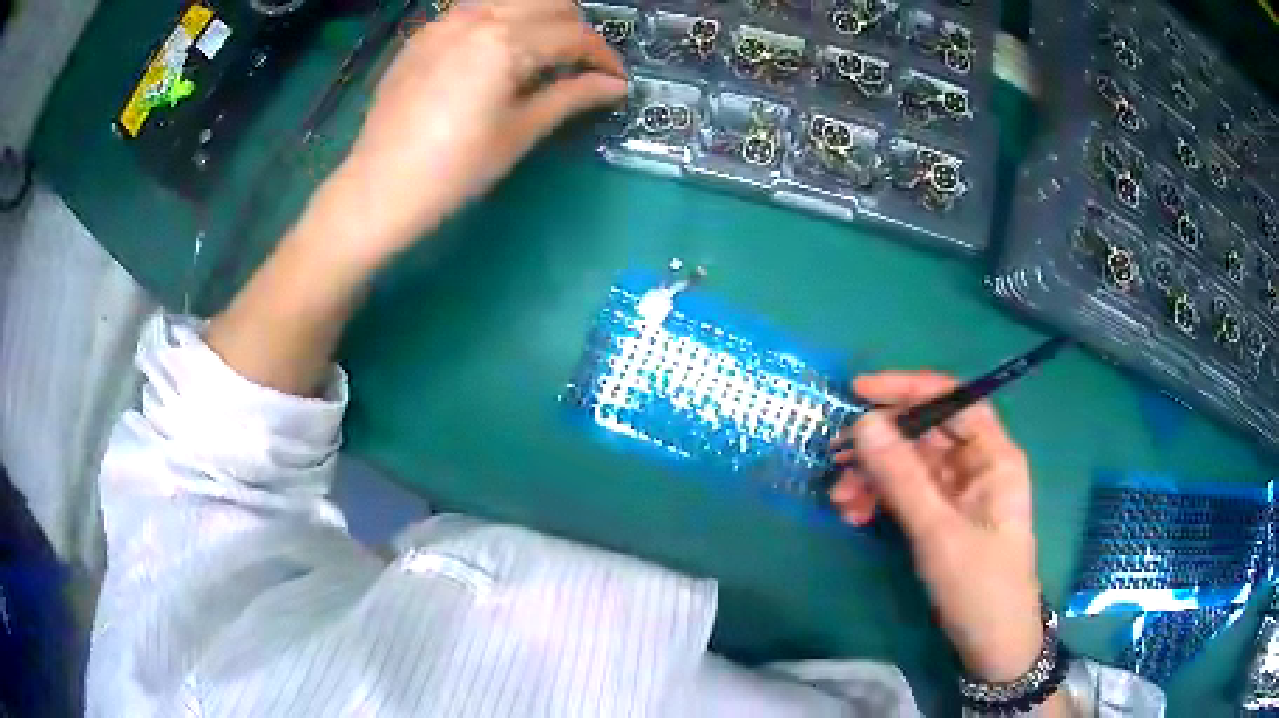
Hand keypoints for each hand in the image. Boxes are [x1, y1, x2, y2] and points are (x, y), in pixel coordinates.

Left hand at [315, 0, 626, 267]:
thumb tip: (614, 85)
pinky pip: (476, 9)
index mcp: (505, 42)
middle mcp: (478, 18)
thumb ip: (570, 97)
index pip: (574, 35)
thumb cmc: (453, 169)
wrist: (379, 187)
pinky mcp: (424, 34)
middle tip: (581, 64)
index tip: (615, 79)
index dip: (603, 56)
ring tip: (545, 52)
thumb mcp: (519, 133)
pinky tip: (500, 49)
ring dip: (540, 18)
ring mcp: (446, 21)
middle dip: (576, 30)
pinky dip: (501, 19)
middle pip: (550, 4)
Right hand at [829, 372, 1042, 682]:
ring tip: (840, 501)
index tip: (859, 392)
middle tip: (837, 459)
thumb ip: (901, 477)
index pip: (954, 401)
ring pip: (909, 466)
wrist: (990, 645)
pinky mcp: (940, 518)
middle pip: (925, 434)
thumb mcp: (938, 532)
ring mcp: (957, 493)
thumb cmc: (979, 586)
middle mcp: (977, 466)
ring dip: (872, 477)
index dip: (909, 389)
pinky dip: (879, 500)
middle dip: (880, 445)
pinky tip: (855, 515)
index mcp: (993, 457)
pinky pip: (905, 494)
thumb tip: (863, 422)